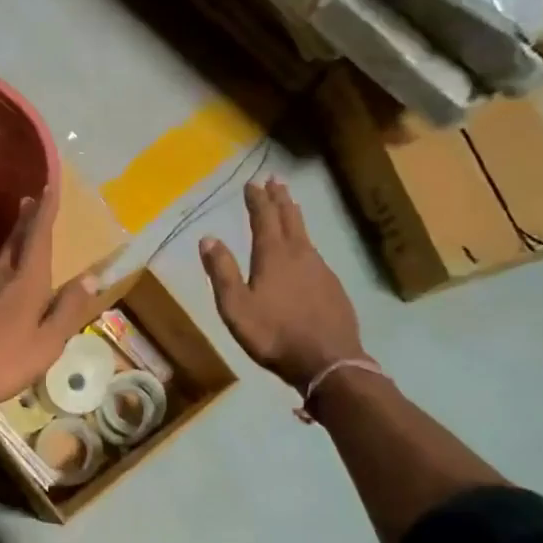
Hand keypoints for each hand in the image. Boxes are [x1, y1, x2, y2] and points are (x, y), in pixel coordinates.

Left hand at [0, 184, 104, 418]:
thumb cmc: (4, 364)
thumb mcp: (48, 343)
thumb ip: (69, 309)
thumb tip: (91, 277)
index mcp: (26, 283)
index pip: (38, 238)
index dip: (45, 211)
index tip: (49, 186)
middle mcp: (1, 278)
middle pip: (17, 241)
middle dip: (27, 219)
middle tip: (32, 199)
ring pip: (3, 258)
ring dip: (16, 240)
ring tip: (24, 231)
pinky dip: (5, 265)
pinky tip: (6, 277)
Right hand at [200, 177, 368, 392]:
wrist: (328, 362)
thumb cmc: (274, 335)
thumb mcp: (236, 307)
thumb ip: (222, 272)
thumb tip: (208, 237)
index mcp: (273, 256)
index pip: (264, 218)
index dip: (257, 199)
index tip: (252, 183)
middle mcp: (300, 254)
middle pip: (290, 219)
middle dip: (280, 198)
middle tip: (276, 181)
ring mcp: (321, 269)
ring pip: (306, 235)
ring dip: (295, 217)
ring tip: (291, 207)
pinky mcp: (334, 287)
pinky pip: (317, 255)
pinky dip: (307, 243)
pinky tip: (306, 252)